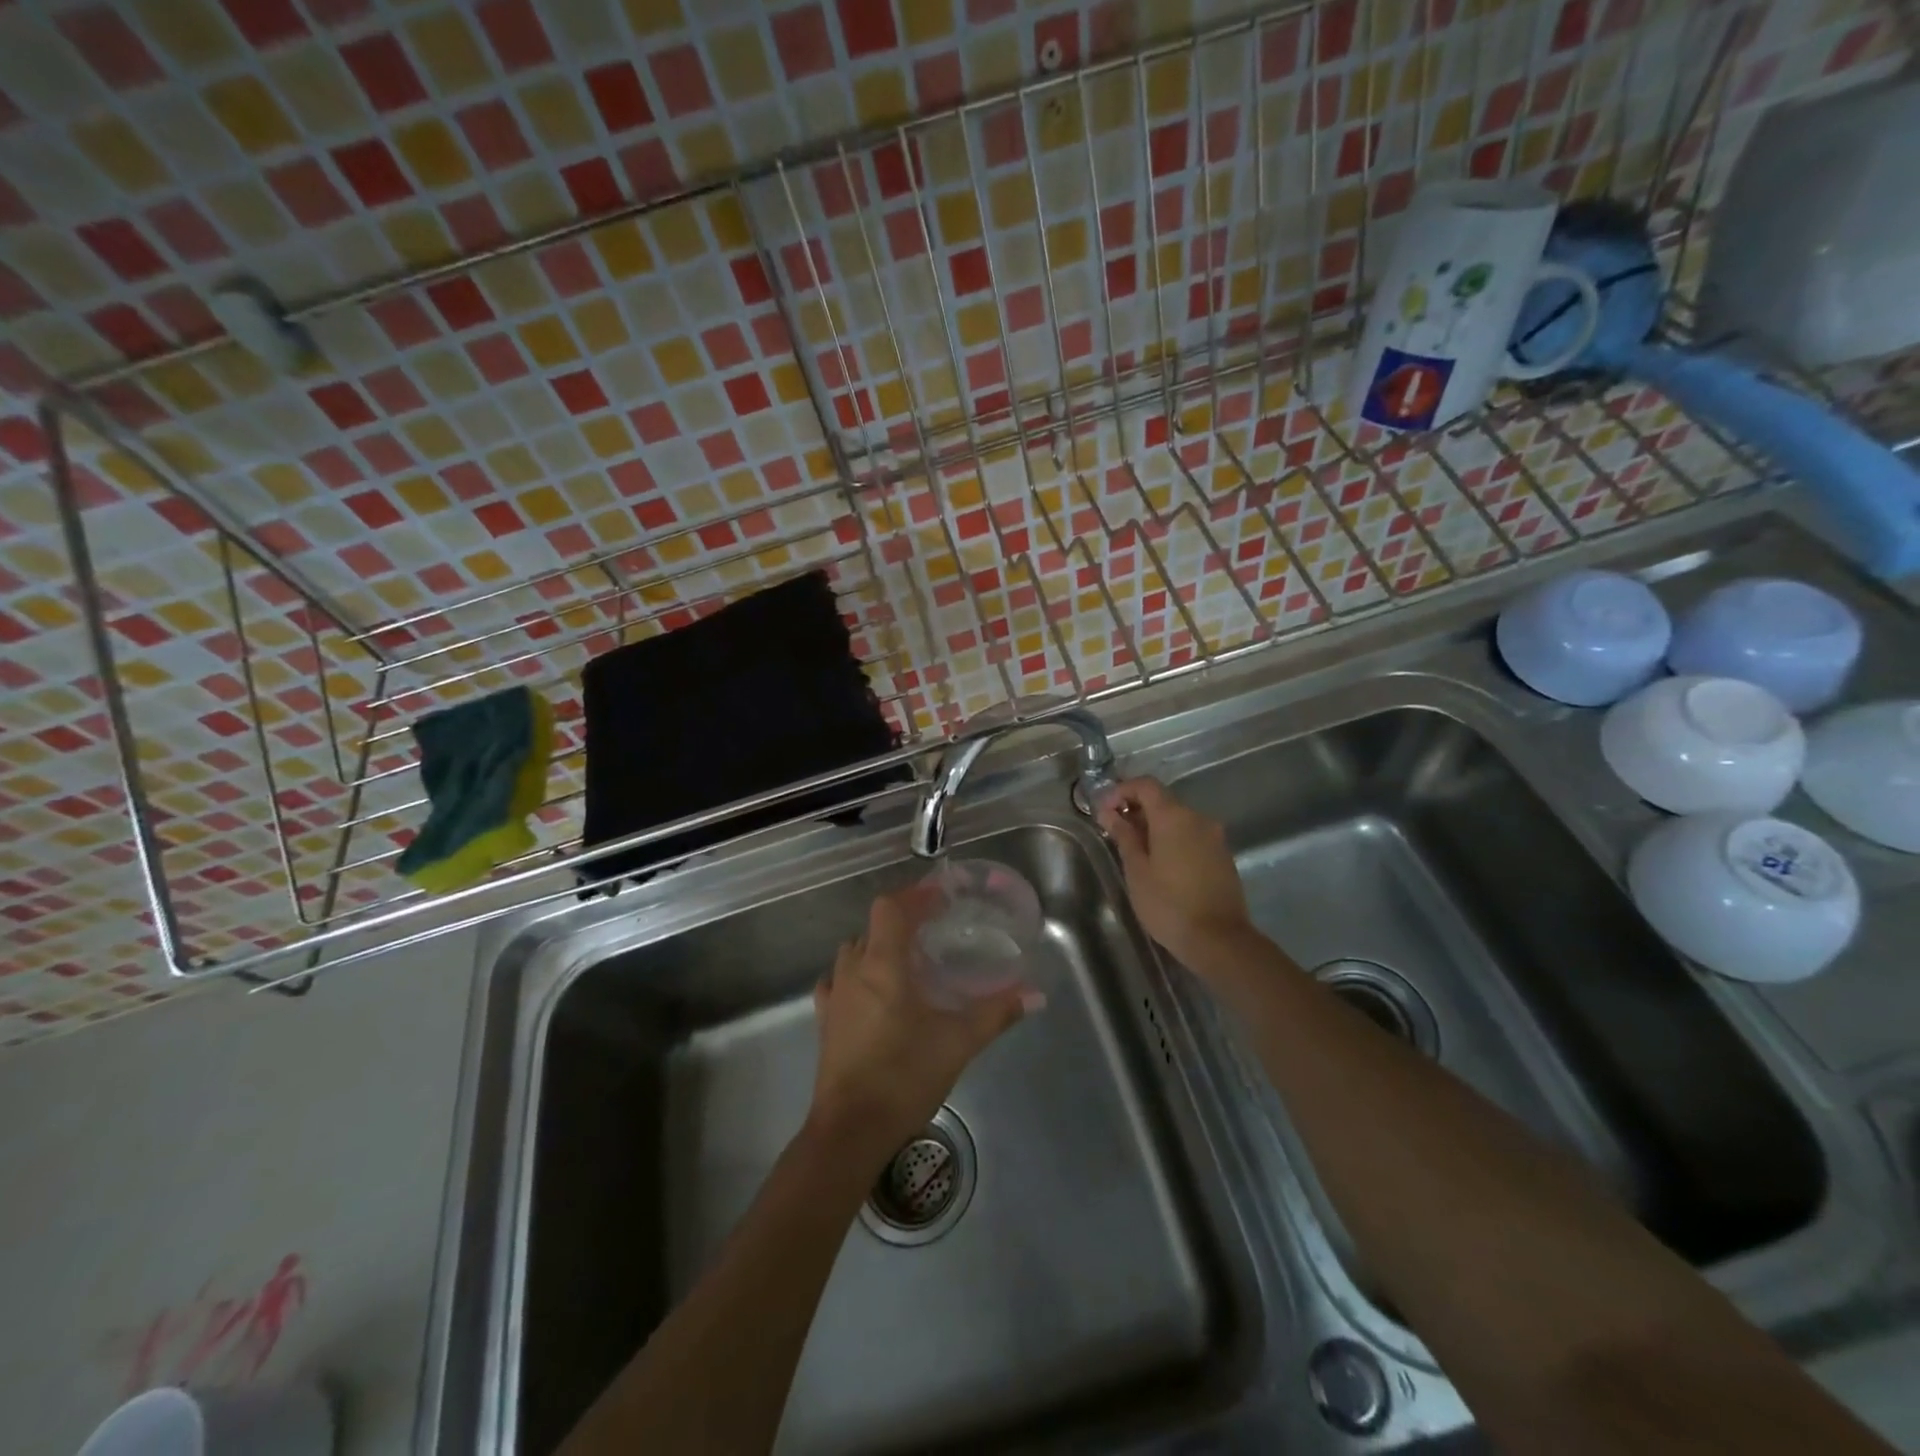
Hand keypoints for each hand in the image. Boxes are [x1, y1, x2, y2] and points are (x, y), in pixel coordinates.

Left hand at [809, 887, 1039, 1154]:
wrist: (851, 1130)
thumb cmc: (904, 1076)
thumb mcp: (958, 1042)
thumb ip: (996, 1013)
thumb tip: (1035, 995)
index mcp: (882, 964)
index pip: (890, 908)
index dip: (914, 896)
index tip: (941, 897)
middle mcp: (853, 971)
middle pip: (873, 927)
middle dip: (903, 920)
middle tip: (935, 928)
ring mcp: (834, 996)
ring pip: (854, 951)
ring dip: (879, 945)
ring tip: (908, 958)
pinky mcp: (825, 1021)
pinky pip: (839, 980)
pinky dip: (858, 974)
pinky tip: (874, 991)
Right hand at [1097, 776, 1254, 968]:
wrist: (1219, 940)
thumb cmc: (1169, 904)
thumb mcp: (1137, 870)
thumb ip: (1124, 836)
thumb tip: (1109, 813)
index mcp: (1174, 817)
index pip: (1145, 785)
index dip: (1121, 791)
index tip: (1104, 811)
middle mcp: (1198, 818)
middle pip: (1163, 800)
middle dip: (1136, 810)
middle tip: (1114, 832)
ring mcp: (1214, 837)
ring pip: (1178, 819)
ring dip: (1154, 826)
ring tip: (1134, 851)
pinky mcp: (1222, 856)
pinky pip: (1191, 836)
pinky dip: (1172, 839)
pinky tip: (1160, 864)